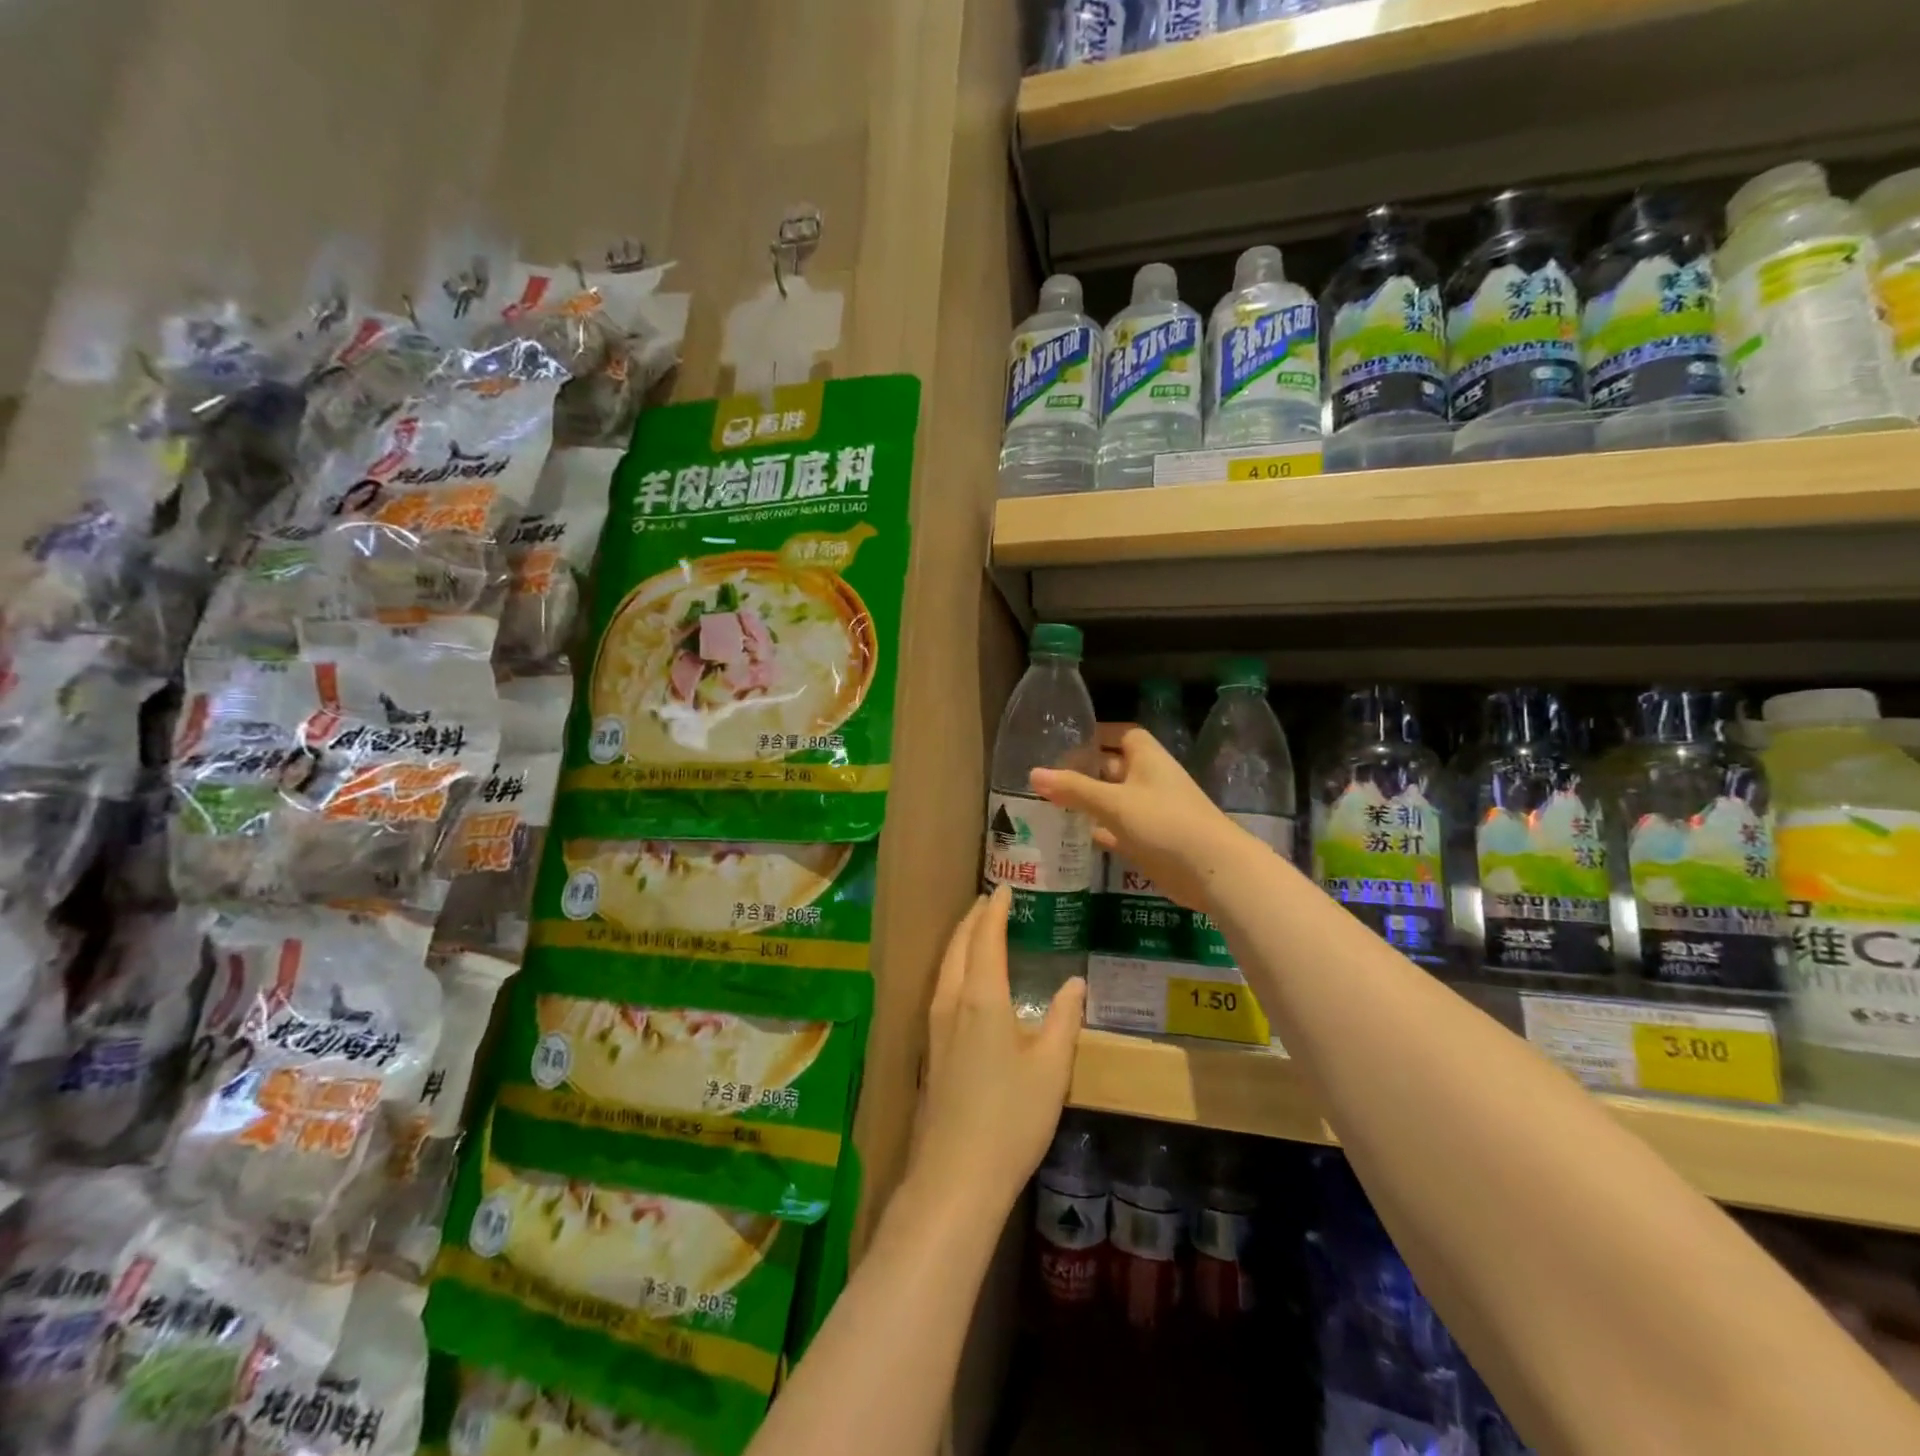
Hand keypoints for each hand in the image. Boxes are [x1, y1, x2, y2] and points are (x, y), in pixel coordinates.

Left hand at [910, 887, 1084, 1218]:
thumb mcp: (1051, 1068)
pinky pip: (942, 986)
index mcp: (982, 998)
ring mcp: (935, 1025)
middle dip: (974, 918)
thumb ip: (1064, 1020)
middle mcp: (952, 1002)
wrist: (956, 1175)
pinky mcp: (930, 1048)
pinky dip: (955, 965)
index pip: (987, 938)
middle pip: (959, 946)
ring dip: (961, 940)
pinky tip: (966, 980)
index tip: (1005, 888)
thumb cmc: (1011, 1117)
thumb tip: (1075, 983)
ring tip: (978, 929)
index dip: (996, 910)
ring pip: (946, 966)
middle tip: (991, 900)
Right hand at [1030, 726, 1238, 911]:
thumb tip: (1033, 773)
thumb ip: (1074, 789)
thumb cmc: (1164, 823)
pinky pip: (1120, 830)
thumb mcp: (1113, 802)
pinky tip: (1074, 837)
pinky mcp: (1151, 842)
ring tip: (1051, 803)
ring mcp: (1152, 813)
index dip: (1098, 734)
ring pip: (1115, 801)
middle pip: (1115, 768)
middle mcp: (1151, 781)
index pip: (1122, 735)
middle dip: (1086, 770)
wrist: (1213, 870)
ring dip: (1090, 802)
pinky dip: (1100, 831)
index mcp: (1148, 759)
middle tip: (1048, 776)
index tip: (1068, 740)